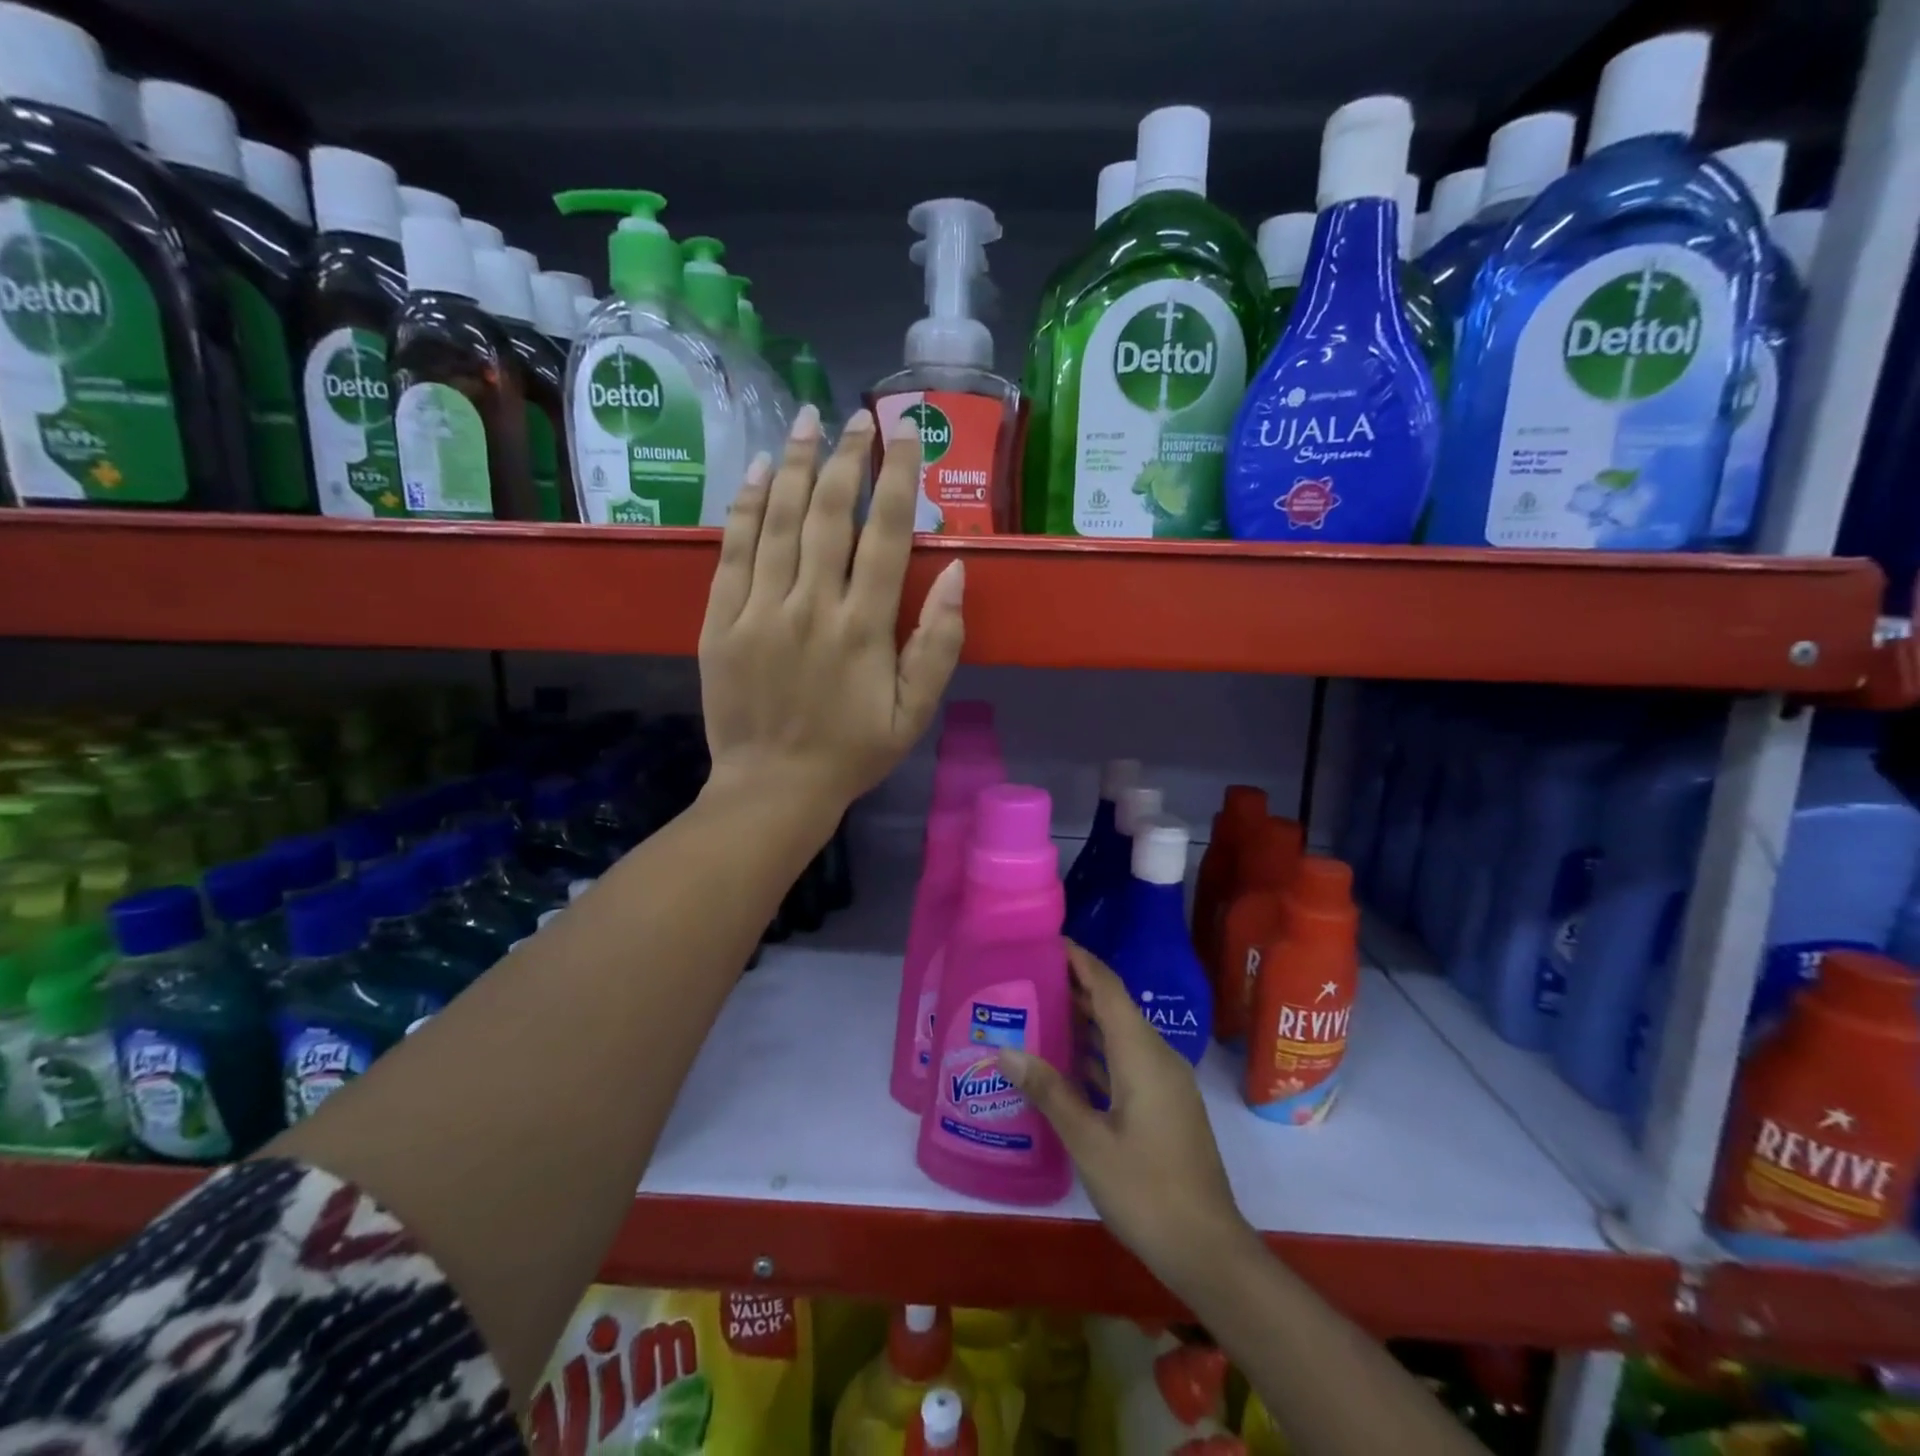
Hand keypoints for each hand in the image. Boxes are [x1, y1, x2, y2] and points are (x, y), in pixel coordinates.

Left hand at [698, 404, 965, 822]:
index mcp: (864, 629)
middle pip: (830, 514)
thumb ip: (938, 644)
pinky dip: (746, 507)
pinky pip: (733, 552)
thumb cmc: (852, 753)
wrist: (773, 788)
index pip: (886, 536)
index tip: (905, 436)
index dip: (898, 480)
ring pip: (779, 521)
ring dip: (795, 465)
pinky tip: (758, 471)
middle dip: (846, 458)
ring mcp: (759, 611)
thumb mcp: (914, 713)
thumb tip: (958, 574)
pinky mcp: (720, 622)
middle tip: (856, 417)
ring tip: (807, 420)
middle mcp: (811, 607)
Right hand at [1000, 945, 1254, 1286]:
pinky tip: (1066, 1061)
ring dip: (1085, 1019)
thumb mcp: (1089, 1142)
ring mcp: (1165, 1082)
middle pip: (1114, 1006)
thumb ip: (1049, 1092)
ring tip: (1038, 1008)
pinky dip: (1097, 1050)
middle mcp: (1157, 1057)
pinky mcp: (1165, 1104)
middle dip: (1076, 986)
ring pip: (1120, 1034)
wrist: (1209, 1250)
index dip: (1081, 960)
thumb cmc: (1147, 1191)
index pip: (1108, 988)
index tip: (1048, 941)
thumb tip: (1006, 1049)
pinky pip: (1126, 1059)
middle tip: (1029, 975)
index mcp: (1142, 1055)